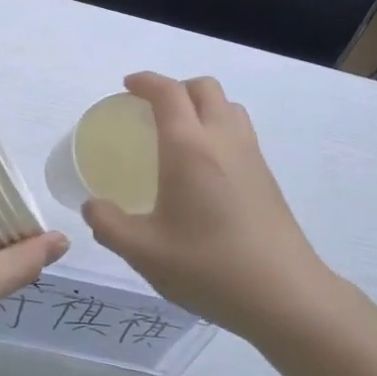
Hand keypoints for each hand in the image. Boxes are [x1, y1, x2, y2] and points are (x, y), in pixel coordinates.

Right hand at [82, 72, 337, 339]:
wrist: (284, 294)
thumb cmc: (208, 267)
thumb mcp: (144, 252)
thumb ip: (109, 224)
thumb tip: (92, 205)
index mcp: (189, 147)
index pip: (168, 92)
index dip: (146, 81)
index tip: (127, 87)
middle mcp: (223, 139)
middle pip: (204, 88)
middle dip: (175, 88)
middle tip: (152, 110)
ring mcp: (251, 155)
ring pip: (228, 106)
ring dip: (202, 105)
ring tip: (181, 133)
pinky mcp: (267, 176)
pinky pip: (241, 131)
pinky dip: (219, 127)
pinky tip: (206, 168)